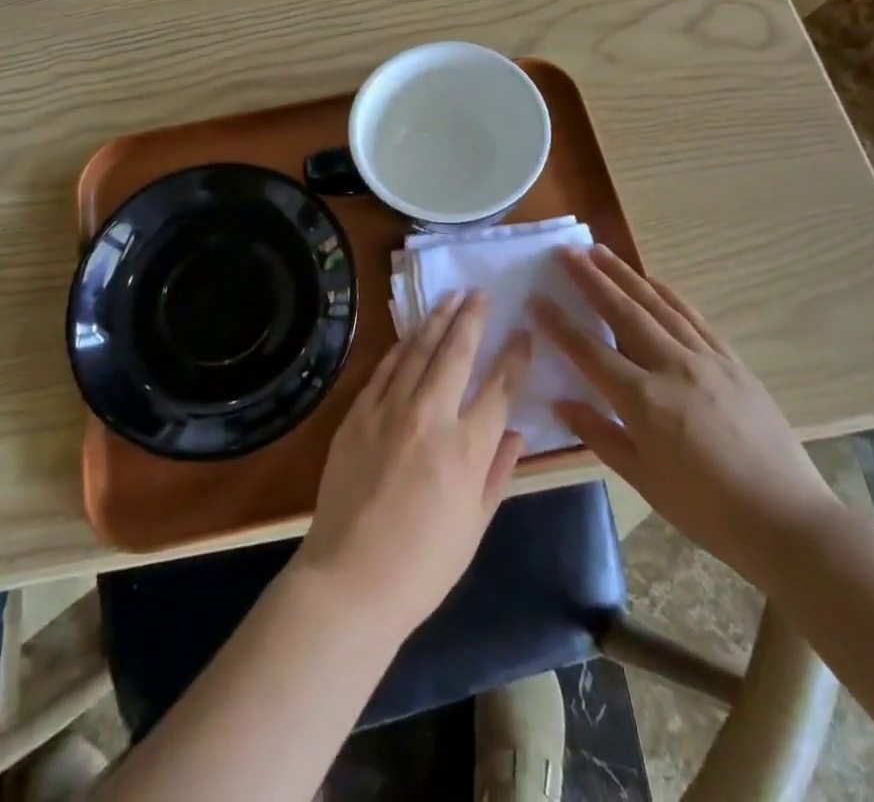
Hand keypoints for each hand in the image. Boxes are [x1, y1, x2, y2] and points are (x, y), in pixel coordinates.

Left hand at [296, 290, 531, 637]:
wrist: (350, 578)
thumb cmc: (424, 565)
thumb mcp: (476, 525)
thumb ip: (498, 472)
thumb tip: (516, 432)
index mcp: (466, 448)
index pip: (500, 387)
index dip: (515, 355)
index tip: (524, 332)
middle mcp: (430, 416)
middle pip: (457, 352)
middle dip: (473, 318)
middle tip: (482, 294)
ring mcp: (389, 410)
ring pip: (418, 349)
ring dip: (437, 319)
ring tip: (451, 297)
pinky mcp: (358, 413)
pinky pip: (384, 368)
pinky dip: (402, 346)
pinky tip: (412, 333)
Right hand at [534, 246, 841, 585]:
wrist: (787, 520)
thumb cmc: (707, 509)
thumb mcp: (644, 480)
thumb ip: (600, 435)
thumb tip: (562, 402)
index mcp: (643, 401)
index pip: (589, 351)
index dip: (559, 324)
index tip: (537, 298)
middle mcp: (671, 367)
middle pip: (622, 312)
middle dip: (590, 279)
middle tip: (566, 251)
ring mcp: (706, 359)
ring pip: (657, 305)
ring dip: (625, 275)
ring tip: (600, 252)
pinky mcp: (732, 361)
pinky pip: (694, 318)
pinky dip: (670, 294)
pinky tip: (654, 280)